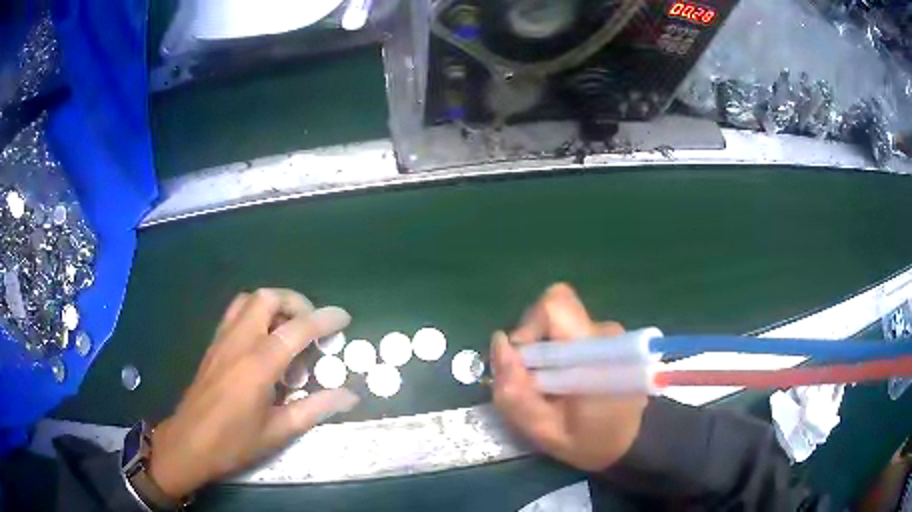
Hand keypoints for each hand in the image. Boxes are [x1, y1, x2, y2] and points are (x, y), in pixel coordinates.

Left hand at [148, 289, 359, 497]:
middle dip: (296, 302)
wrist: (189, 443)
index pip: (297, 329)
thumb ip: (315, 409)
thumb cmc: (234, 443)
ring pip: (248, 300)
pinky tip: (264, 341)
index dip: (324, 320)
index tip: (344, 318)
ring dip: (274, 304)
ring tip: (290, 329)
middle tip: (312, 325)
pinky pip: (236, 313)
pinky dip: (256, 313)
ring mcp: (222, 340)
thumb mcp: (279, 432)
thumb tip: (350, 396)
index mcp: (258, 364)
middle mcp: (239, 342)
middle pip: (267, 298)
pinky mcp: (213, 346)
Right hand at [491, 283, 646, 471]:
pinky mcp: (608, 337)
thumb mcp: (543, 431)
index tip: (525, 363)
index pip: (555, 306)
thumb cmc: (591, 441)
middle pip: (553, 312)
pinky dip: (560, 353)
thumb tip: (500, 342)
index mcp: (593, 352)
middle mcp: (604, 332)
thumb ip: (515, 392)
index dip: (529, 327)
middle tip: (536, 382)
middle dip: (533, 342)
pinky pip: (571, 332)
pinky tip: (567, 381)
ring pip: (560, 323)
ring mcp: (609, 332)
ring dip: (546, 351)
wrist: (633, 441)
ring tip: (553, 387)